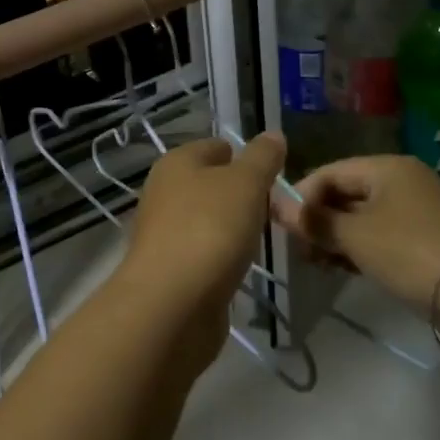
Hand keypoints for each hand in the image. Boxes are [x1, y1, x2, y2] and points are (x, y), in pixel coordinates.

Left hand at [120, 134, 286, 316]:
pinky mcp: (170, 270)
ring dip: (233, 229)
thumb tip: (273, 135)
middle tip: (275, 210)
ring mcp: (164, 233)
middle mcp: (164, 193)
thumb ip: (262, 158)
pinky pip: (204, 253)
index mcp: (176, 163)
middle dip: (242, 196)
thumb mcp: (245, 183)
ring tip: (262, 240)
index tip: (274, 178)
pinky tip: (239, 267)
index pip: (216, 147)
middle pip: (211, 185)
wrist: (172, 304)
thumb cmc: (210, 229)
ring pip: (208, 220)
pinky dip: (222, 257)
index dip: (246, 157)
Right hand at [272, 155, 439, 312]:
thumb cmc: (407, 252)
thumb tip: (276, 205)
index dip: (301, 195)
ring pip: (363, 216)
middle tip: (297, 247)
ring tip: (314, 261)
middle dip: (318, 218)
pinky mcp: (425, 238)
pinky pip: (380, 234)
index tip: (281, 224)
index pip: (330, 172)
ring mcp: (417, 210)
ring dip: (336, 236)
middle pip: (347, 192)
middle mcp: (403, 180)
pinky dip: (359, 247)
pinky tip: (341, 267)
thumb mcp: (353, 236)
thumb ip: (313, 220)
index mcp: (387, 167)